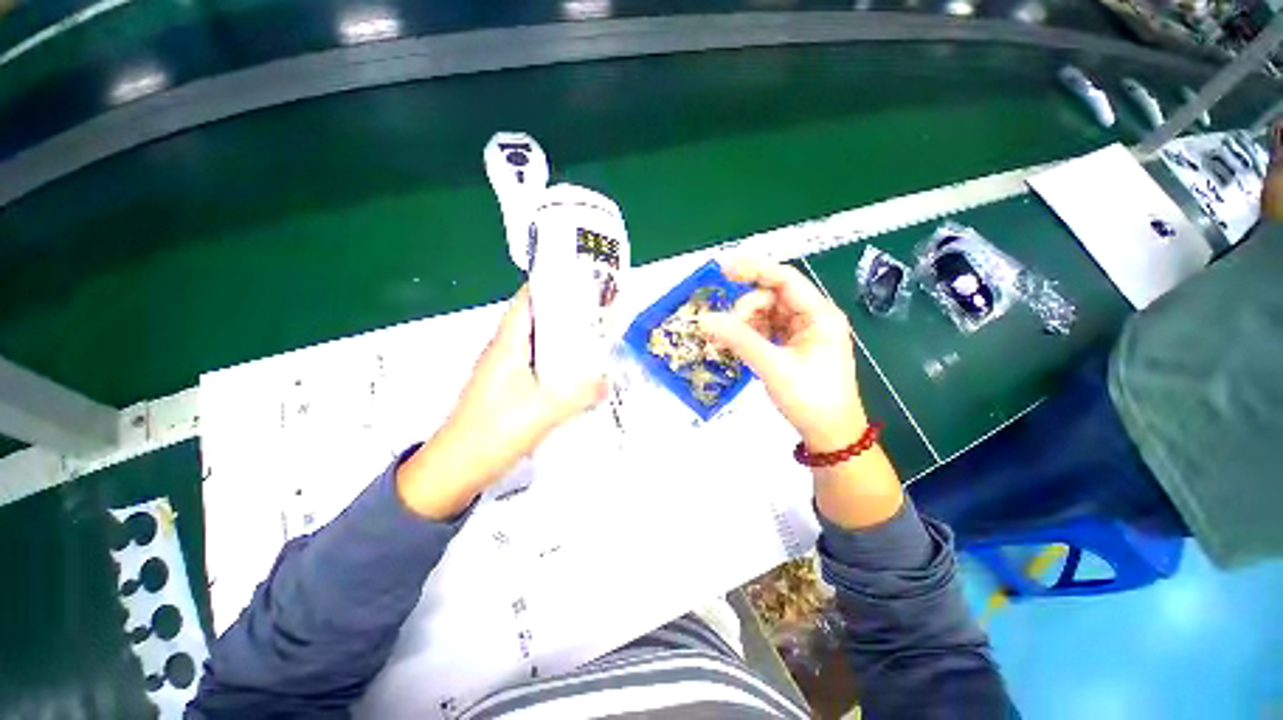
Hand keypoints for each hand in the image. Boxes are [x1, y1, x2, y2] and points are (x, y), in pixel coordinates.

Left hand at [397, 286, 606, 518]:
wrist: (456, 469)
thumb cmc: (493, 432)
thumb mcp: (543, 411)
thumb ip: (580, 394)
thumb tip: (609, 381)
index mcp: (507, 345)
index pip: (528, 301)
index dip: (554, 286)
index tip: (584, 282)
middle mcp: (506, 351)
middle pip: (539, 321)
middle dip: (569, 314)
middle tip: (601, 313)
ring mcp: (507, 371)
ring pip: (541, 345)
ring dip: (565, 341)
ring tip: (597, 339)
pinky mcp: (511, 390)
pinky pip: (541, 367)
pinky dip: (560, 364)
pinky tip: (579, 374)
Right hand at [699, 258, 866, 451]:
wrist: (830, 435)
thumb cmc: (811, 399)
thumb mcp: (773, 366)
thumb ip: (739, 339)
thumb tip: (706, 319)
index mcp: (819, 315)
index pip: (785, 279)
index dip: (754, 268)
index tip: (723, 269)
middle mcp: (812, 317)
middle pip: (771, 297)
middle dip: (745, 308)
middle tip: (725, 328)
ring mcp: (801, 332)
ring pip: (765, 314)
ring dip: (743, 323)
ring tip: (726, 341)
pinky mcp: (792, 347)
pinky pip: (765, 331)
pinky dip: (748, 335)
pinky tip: (734, 345)